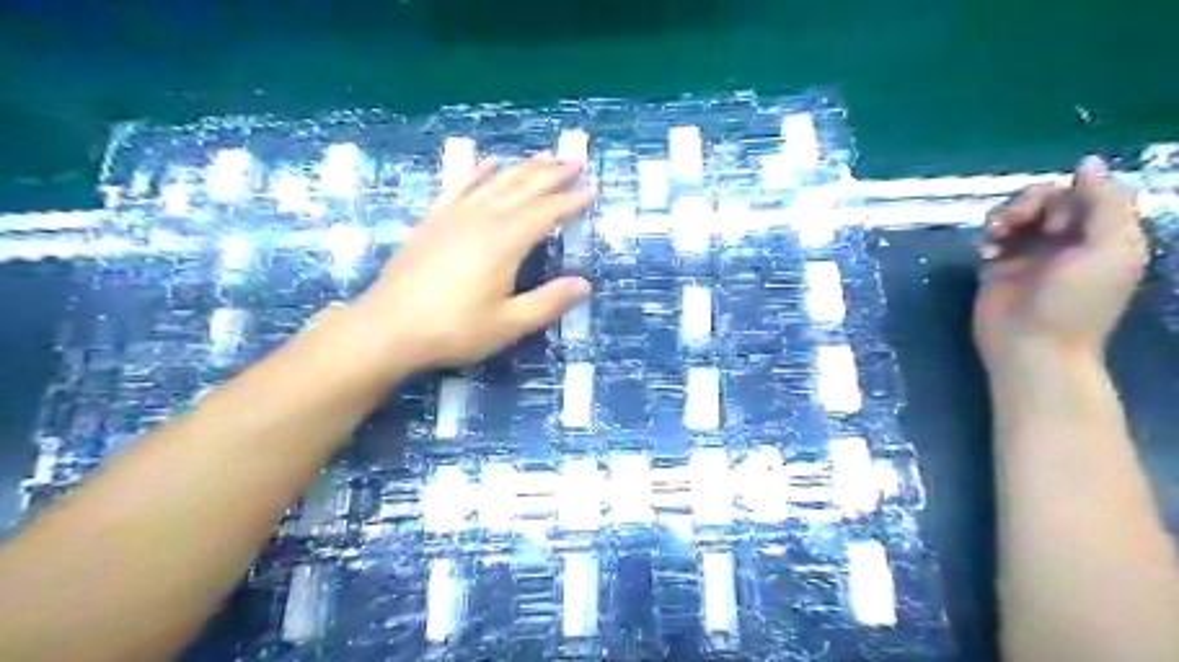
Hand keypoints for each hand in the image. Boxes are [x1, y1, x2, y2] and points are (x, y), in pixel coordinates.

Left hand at [346, 154, 594, 370]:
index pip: (546, 212)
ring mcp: (453, 215)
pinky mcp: (432, 220)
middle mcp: (482, 219)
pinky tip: (486, 162)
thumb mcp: (508, 324)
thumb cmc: (453, 329)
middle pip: (523, 187)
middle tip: (575, 159)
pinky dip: (476, 171)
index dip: (571, 200)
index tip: (593, 188)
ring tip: (543, 155)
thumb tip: (584, 284)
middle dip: (552, 173)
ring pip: (495, 181)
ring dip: (522, 167)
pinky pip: (458, 185)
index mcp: (504, 242)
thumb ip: (548, 302)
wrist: (388, 327)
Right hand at [972, 157, 1146, 370]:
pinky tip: (986, 251)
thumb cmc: (1076, 303)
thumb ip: (1106, 203)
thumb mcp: (1110, 249)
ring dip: (1004, 215)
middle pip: (1048, 198)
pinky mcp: (998, 266)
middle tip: (1015, 223)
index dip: (1069, 195)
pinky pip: (991, 235)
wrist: (1031, 348)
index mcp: (1103, 234)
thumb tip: (1087, 162)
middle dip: (1029, 203)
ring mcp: (1030, 253)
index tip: (1059, 223)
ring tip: (994, 235)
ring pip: (1016, 213)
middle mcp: (1067, 239)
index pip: (1087, 192)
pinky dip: (987, 236)